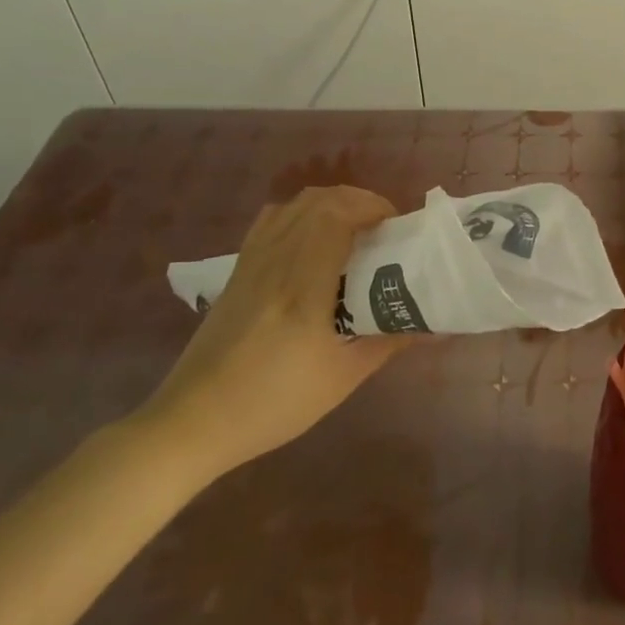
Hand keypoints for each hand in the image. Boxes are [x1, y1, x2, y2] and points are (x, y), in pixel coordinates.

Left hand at [135, 186, 402, 482]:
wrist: (192, 423)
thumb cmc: (273, 404)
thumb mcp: (342, 379)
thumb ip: (389, 341)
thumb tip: (432, 324)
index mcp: (303, 288)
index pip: (336, 217)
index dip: (372, 206)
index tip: (397, 226)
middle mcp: (275, 263)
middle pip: (318, 201)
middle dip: (359, 201)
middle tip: (384, 228)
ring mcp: (251, 263)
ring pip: (294, 204)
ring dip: (332, 204)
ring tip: (355, 230)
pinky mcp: (237, 270)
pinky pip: (273, 220)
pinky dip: (302, 214)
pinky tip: (314, 240)